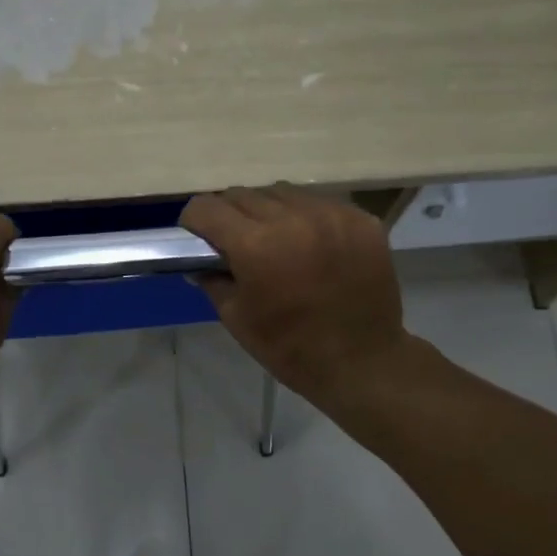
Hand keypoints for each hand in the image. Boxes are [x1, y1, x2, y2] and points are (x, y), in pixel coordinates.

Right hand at [180, 186, 407, 401]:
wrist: (362, 363)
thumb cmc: (290, 348)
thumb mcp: (236, 318)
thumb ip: (212, 280)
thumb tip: (199, 261)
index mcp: (255, 245)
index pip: (206, 208)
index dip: (194, 222)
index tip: (198, 238)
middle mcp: (292, 218)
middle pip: (243, 194)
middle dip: (230, 215)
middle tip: (236, 242)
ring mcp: (331, 215)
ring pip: (282, 192)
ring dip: (269, 211)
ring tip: (277, 240)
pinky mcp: (360, 219)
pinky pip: (319, 203)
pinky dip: (306, 218)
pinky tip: (311, 245)